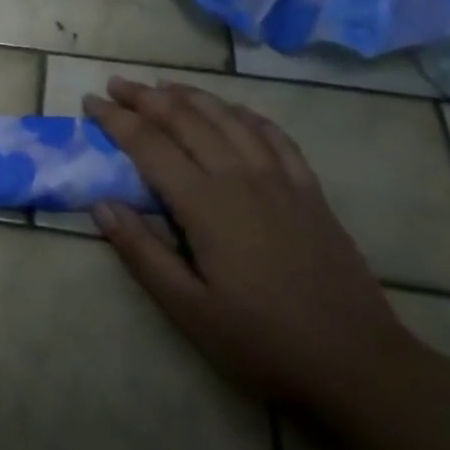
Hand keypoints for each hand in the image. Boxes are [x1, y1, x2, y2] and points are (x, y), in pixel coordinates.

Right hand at [83, 78, 414, 409]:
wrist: (358, 364)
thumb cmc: (264, 342)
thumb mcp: (190, 310)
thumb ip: (142, 253)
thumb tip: (101, 204)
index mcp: (205, 204)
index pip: (149, 145)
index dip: (116, 120)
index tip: (90, 102)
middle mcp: (238, 176)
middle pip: (184, 119)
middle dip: (145, 97)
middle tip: (116, 85)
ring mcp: (278, 178)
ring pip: (227, 117)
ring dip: (190, 95)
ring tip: (163, 85)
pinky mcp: (309, 189)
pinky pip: (273, 135)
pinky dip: (246, 113)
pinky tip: (233, 110)